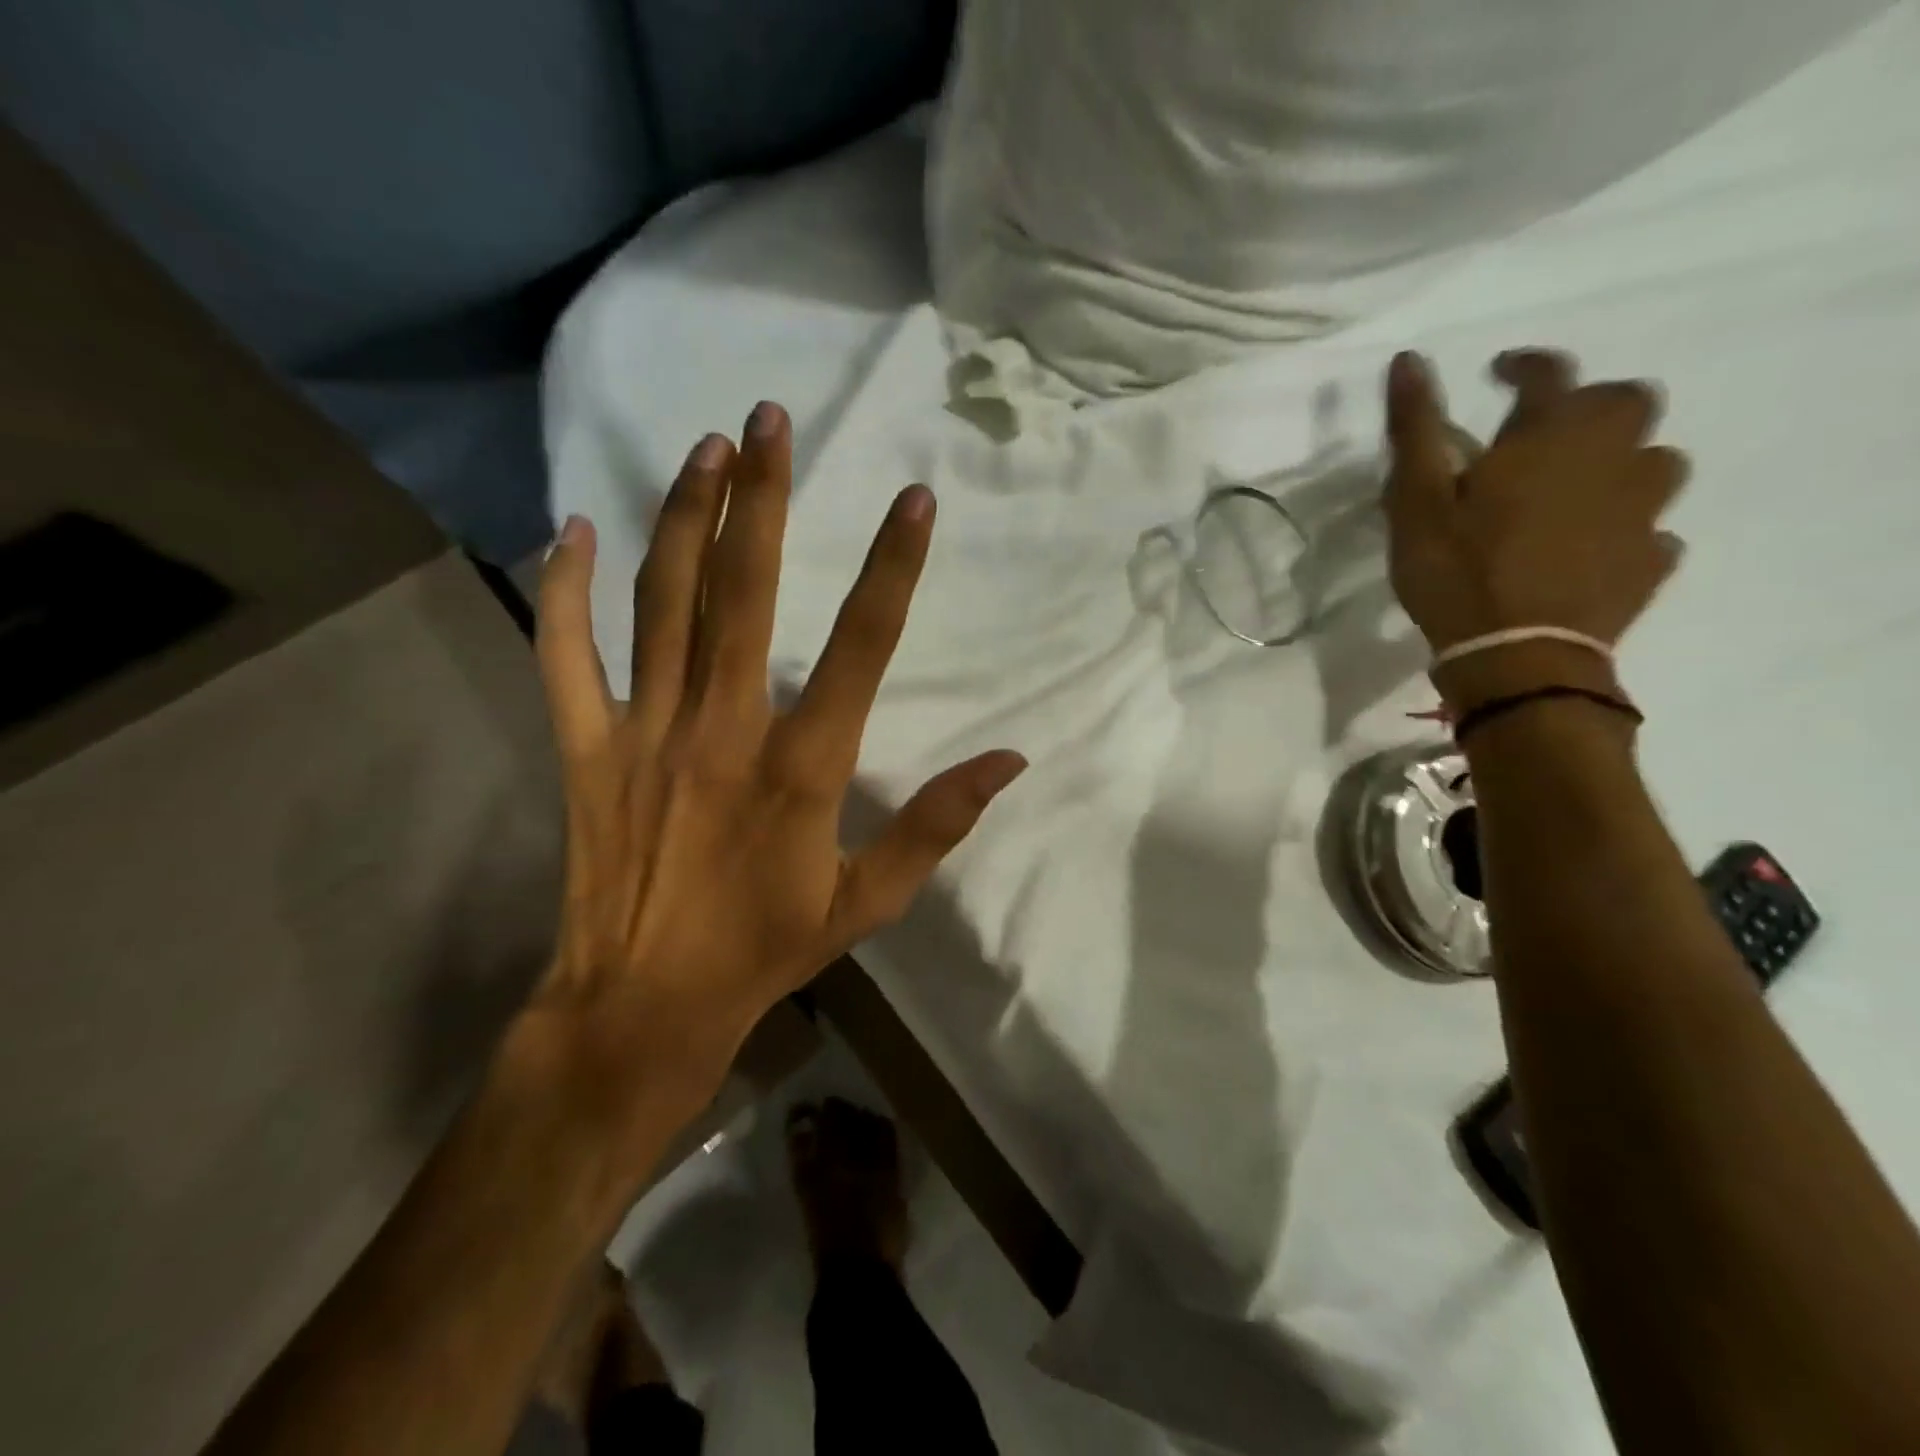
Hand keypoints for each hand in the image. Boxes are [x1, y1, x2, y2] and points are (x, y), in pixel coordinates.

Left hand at [518, 403, 1025, 1140]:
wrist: (644, 1004)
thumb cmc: (765, 949)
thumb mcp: (867, 901)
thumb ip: (936, 824)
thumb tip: (1010, 760)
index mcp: (801, 766)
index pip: (861, 647)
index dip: (893, 567)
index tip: (914, 498)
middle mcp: (723, 729)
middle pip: (745, 593)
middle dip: (763, 498)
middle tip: (771, 419)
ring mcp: (645, 732)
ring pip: (662, 603)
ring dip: (684, 518)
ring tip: (704, 447)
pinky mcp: (586, 747)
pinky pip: (564, 655)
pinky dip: (564, 591)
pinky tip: (572, 530)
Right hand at [1384, 349, 1688, 709]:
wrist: (1516, 655)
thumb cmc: (1456, 571)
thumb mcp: (1415, 501)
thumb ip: (1414, 430)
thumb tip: (1409, 358)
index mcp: (1552, 437)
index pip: (1550, 373)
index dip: (1524, 364)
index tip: (1498, 373)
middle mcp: (1613, 458)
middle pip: (1628, 403)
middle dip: (1590, 406)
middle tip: (1546, 436)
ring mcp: (1642, 511)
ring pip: (1656, 461)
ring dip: (1621, 462)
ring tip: (1577, 491)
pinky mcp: (1650, 561)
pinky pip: (1653, 528)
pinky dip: (1626, 525)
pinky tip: (1594, 546)